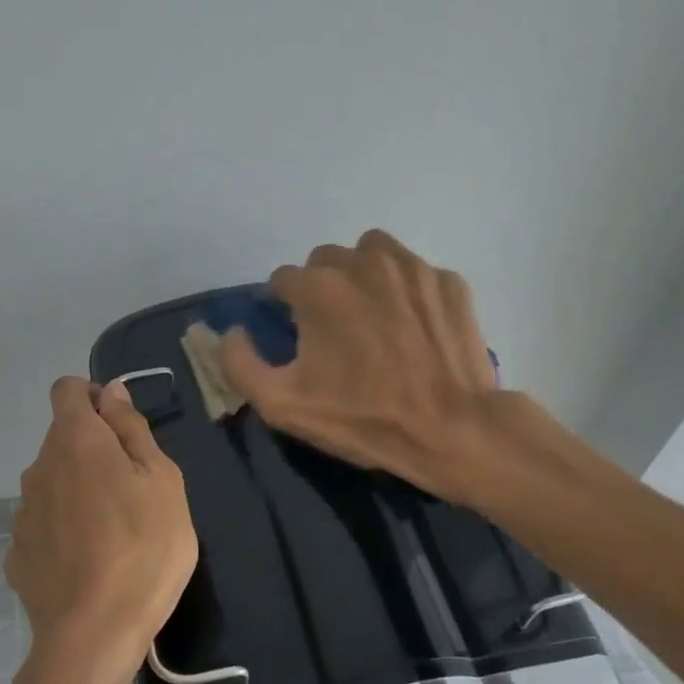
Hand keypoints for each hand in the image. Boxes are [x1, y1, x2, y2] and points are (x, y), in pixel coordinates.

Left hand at [6, 377, 198, 683]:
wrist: (94, 633)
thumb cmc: (145, 547)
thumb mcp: (162, 480)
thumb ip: (132, 429)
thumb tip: (111, 392)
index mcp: (75, 440)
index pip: (67, 389)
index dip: (94, 397)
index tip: (122, 428)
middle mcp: (38, 467)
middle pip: (63, 439)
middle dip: (95, 450)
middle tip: (135, 489)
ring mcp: (22, 512)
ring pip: (54, 483)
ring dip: (80, 490)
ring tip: (115, 532)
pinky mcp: (17, 553)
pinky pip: (45, 524)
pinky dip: (65, 529)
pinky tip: (89, 561)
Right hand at [218, 229, 503, 499]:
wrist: (452, 430)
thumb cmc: (363, 419)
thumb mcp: (283, 405)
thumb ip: (240, 364)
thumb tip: (231, 333)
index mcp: (319, 287)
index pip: (283, 279)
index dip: (282, 307)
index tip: (294, 336)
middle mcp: (364, 262)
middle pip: (326, 260)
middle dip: (321, 288)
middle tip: (333, 330)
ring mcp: (412, 267)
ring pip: (371, 253)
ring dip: (362, 275)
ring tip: (370, 316)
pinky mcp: (449, 281)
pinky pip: (414, 272)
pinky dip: (405, 291)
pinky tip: (412, 327)